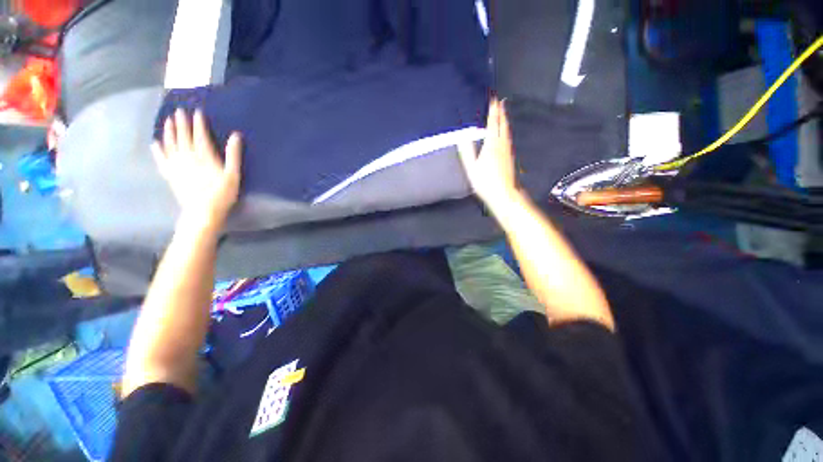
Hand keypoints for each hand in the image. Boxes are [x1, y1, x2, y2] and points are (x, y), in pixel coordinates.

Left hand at [152, 109, 241, 230]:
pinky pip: (161, 159)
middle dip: (181, 123)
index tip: (197, 112)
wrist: (202, 211)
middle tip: (179, 110)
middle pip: (183, 136)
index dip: (198, 123)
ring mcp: (176, 165)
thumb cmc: (222, 194)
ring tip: (168, 120)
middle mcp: (188, 156)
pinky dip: (158, 150)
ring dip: (169, 131)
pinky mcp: (170, 174)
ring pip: (170, 143)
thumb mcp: (233, 175)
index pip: (200, 135)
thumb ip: (234, 155)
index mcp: (204, 156)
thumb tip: (236, 135)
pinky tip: (155, 143)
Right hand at [458, 99, 518, 210]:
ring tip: (503, 113)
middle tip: (500, 101)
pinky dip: (506, 130)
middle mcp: (502, 145)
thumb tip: (462, 137)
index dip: (493, 111)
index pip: (493, 124)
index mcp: (492, 145)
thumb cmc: (485, 182)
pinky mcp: (511, 157)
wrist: (504, 194)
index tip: (494, 99)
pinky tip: (505, 133)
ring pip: (507, 131)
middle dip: (501, 112)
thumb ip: (467, 152)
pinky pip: (508, 138)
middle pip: (503, 124)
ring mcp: (508, 151)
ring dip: (505, 120)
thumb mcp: (471, 168)